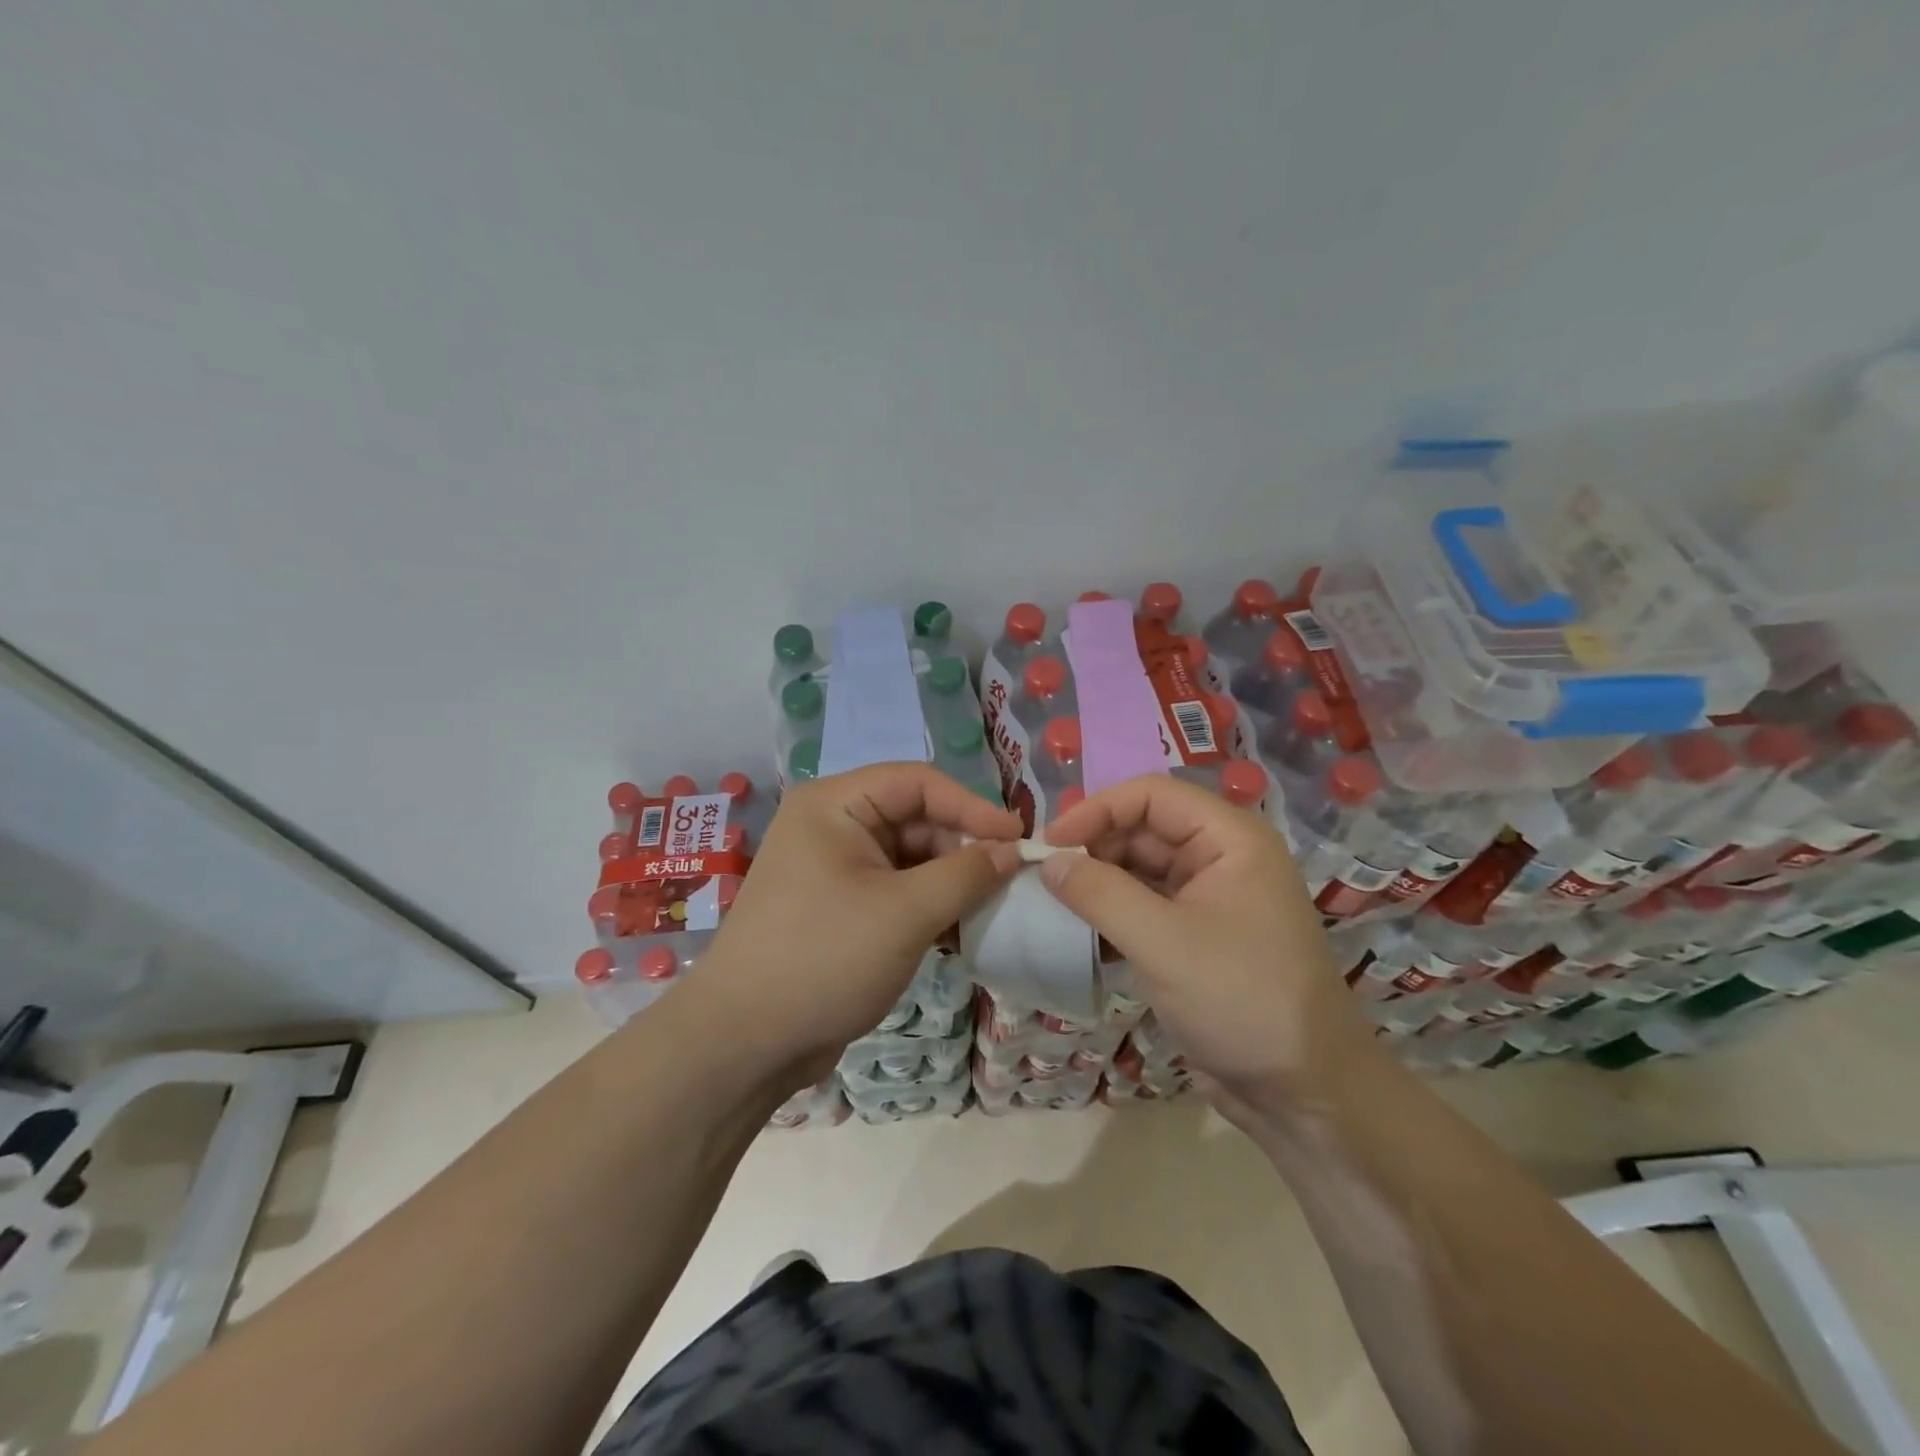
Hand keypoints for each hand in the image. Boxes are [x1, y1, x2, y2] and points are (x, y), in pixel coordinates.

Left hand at [685, 764, 1022, 1087]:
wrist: (744, 1043)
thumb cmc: (824, 958)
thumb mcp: (905, 913)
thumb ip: (966, 874)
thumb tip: (1013, 850)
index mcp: (835, 804)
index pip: (918, 782)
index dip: (972, 806)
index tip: (1019, 840)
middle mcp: (832, 825)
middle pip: (915, 818)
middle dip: (962, 848)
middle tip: (1009, 882)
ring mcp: (834, 868)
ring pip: (910, 858)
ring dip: (950, 881)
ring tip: (989, 910)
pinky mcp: (841, 907)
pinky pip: (897, 890)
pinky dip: (929, 905)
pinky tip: (960, 933)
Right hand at [1040, 774, 1373, 1122]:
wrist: (1305, 1094)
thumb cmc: (1241, 1000)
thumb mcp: (1163, 943)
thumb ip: (1100, 894)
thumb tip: (1047, 862)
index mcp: (1230, 839)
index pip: (1151, 795)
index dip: (1096, 810)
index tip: (1048, 844)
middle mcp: (1221, 857)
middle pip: (1143, 828)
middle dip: (1093, 846)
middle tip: (1043, 876)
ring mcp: (1209, 898)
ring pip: (1140, 868)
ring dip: (1098, 880)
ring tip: (1053, 901)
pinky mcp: (1196, 936)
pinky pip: (1145, 905)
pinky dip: (1112, 911)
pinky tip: (1079, 929)